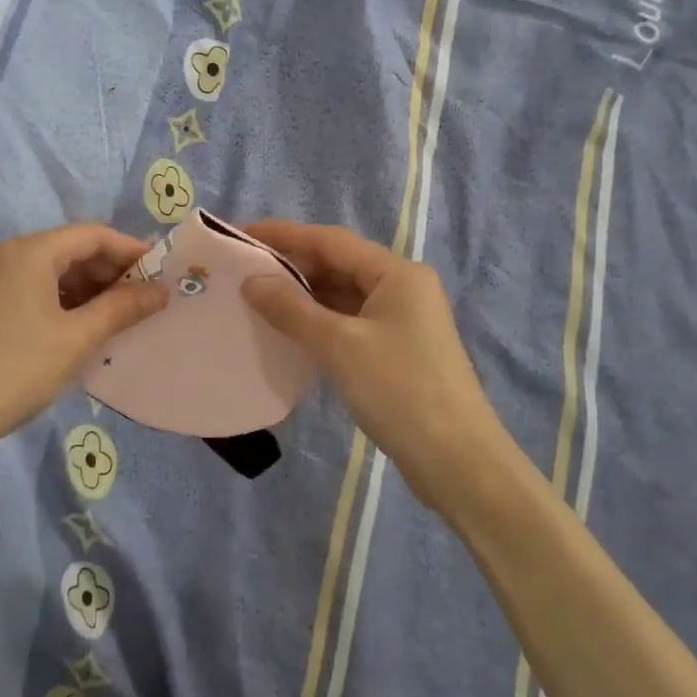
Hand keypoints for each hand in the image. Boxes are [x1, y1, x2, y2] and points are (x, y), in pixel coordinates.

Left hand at [0, 224, 167, 456]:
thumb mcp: (75, 339)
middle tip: (147, 301)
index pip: (93, 235)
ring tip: (123, 319)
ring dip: (91, 290)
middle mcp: (9, 255)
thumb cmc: (13, 370)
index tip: (164, 274)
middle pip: (72, 250)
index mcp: (30, 251)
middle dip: (112, 272)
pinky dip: (66, 304)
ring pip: (55, 273)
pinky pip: (37, 292)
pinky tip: (85, 330)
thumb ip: (122, 309)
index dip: (132, 250)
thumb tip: (162, 290)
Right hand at [241, 220, 510, 509]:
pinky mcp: (394, 349)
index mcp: (397, 273)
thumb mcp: (340, 346)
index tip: (239, 234)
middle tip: (239, 268)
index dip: (283, 234)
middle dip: (289, 264)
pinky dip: (316, 320)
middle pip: (337, 263)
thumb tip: (250, 281)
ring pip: (341, 294)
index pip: (330, 240)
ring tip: (253, 295)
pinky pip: (347, 321)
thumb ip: (292, 309)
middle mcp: (401, 287)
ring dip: (301, 294)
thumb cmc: (401, 391)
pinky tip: (285, 328)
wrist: (457, 462)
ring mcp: (400, 320)